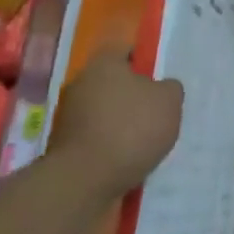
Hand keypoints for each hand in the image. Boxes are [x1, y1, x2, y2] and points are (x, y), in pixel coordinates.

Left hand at [50, 47, 182, 194]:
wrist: (83, 182)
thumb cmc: (130, 130)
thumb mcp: (169, 101)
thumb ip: (170, 88)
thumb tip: (162, 89)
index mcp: (104, 64)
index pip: (127, 51)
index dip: (147, 63)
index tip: (162, 82)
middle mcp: (81, 83)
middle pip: (115, 83)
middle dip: (134, 96)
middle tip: (157, 113)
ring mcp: (68, 116)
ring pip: (104, 111)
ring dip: (121, 123)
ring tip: (144, 142)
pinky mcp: (63, 146)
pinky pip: (95, 137)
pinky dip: (109, 145)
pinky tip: (126, 159)